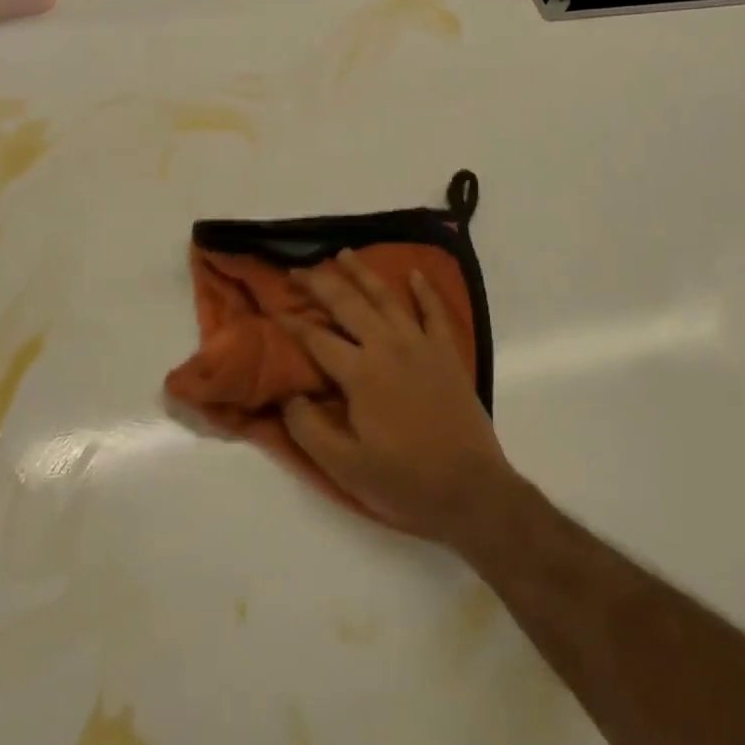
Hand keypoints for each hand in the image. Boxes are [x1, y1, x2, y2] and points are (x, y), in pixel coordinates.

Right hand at [281, 249, 517, 544]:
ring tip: (344, 253)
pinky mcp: (447, 352)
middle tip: (298, 270)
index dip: (292, 323)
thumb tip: (288, 396)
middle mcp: (388, 346)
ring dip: (363, 273)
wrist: (471, 490)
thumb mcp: (345, 467)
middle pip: (348, 304)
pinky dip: (424, 290)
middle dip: (319, 283)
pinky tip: (414, 273)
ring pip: (387, 297)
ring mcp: (421, 344)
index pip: (317, 338)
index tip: (273, 309)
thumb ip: (309, 429)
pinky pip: (434, 311)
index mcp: (360, 373)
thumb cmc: (404, 481)